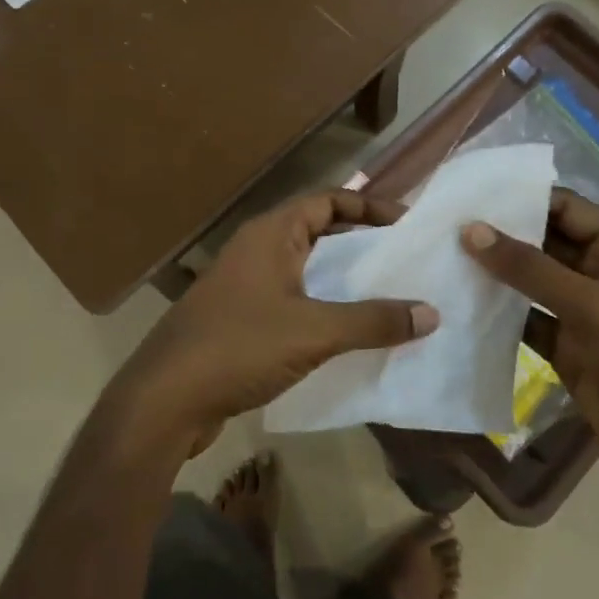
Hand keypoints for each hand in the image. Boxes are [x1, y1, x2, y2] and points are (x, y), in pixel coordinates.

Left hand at [111, 191, 439, 456]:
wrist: (166, 398)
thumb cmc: (239, 347)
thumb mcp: (313, 331)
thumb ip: (372, 321)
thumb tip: (432, 312)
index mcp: (270, 234)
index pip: (326, 200)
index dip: (367, 207)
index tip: (406, 223)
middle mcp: (255, 250)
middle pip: (316, 232)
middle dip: (358, 243)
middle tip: (402, 260)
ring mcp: (244, 286)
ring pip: (303, 270)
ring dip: (340, 279)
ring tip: (385, 296)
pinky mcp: (238, 320)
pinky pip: (290, 301)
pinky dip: (320, 308)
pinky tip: (346, 334)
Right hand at [461, 189, 598, 502]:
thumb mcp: (592, 306)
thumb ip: (530, 267)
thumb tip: (470, 229)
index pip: (566, 208)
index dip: (521, 198)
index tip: (469, 195)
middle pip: (544, 243)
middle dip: (500, 236)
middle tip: (444, 224)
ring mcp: (583, 314)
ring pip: (531, 283)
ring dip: (495, 275)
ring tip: (442, 258)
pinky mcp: (567, 349)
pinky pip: (526, 321)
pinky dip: (498, 315)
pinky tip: (459, 305)